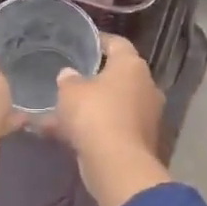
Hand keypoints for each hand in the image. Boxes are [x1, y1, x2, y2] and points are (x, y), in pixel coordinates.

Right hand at [43, 35, 169, 205]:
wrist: (117, 164)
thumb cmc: (95, 115)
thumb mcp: (70, 91)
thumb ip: (68, 79)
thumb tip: (69, 74)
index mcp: (132, 66)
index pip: (117, 43)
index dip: (99, 40)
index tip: (83, 42)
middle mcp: (145, 86)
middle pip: (117, 76)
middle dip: (94, 78)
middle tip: (70, 78)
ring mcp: (145, 116)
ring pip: (112, 104)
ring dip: (90, 107)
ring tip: (61, 110)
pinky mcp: (139, 140)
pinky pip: (111, 127)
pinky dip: (92, 128)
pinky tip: (65, 134)